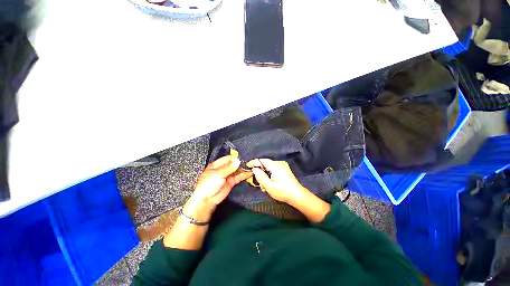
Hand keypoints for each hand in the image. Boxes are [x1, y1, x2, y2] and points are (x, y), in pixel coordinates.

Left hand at [183, 156, 251, 221]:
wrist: (207, 200)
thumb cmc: (208, 185)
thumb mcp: (217, 174)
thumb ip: (228, 167)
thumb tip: (238, 160)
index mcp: (217, 164)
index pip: (228, 158)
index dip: (236, 158)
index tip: (244, 157)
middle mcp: (223, 168)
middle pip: (234, 164)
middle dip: (241, 163)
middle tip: (250, 162)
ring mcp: (228, 175)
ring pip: (237, 170)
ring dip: (244, 169)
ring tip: (252, 167)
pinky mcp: (232, 182)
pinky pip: (239, 177)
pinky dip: (244, 175)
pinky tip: (250, 173)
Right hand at [247, 159, 307, 204]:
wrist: (297, 196)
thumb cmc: (282, 191)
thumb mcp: (269, 186)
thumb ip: (260, 176)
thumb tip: (254, 169)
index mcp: (275, 165)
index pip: (262, 160)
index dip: (254, 163)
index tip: (247, 166)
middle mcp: (279, 163)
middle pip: (265, 165)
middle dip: (260, 173)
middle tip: (259, 183)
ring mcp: (283, 166)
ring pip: (269, 168)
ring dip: (265, 176)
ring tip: (265, 187)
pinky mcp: (284, 170)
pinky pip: (273, 170)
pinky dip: (270, 176)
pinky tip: (270, 184)